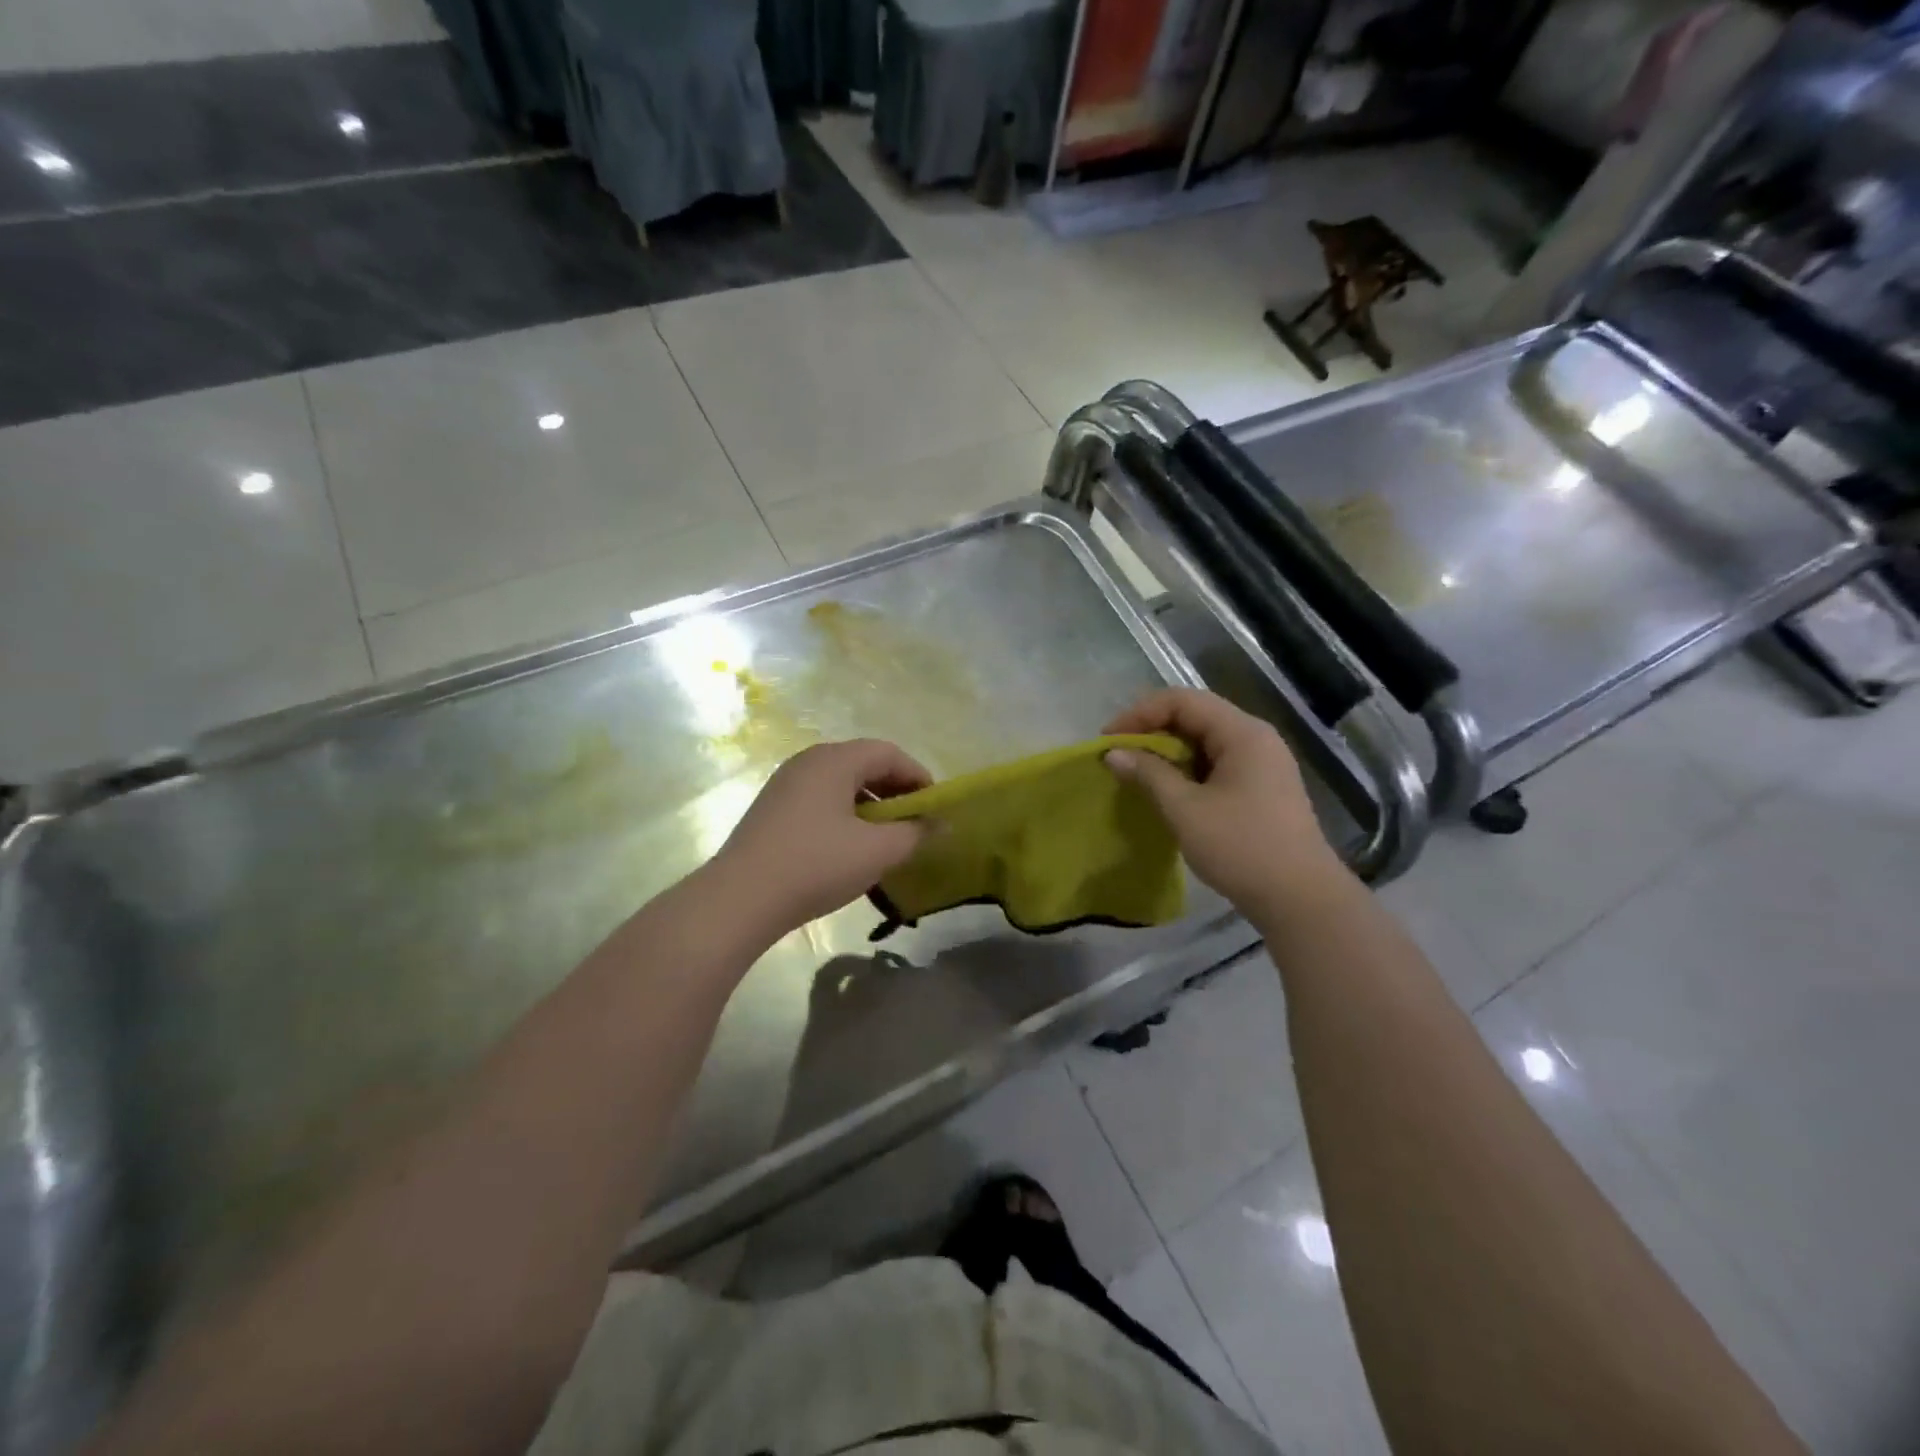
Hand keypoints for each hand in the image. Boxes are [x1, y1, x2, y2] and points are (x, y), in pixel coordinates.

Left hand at [714, 739, 932, 935]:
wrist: (740, 899)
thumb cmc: (816, 864)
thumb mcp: (877, 851)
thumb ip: (916, 833)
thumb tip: (941, 824)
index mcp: (834, 760)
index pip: (888, 752)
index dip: (918, 775)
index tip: (934, 807)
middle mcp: (808, 762)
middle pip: (863, 764)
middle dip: (895, 791)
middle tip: (914, 823)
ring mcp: (785, 785)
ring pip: (840, 784)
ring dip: (870, 805)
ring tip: (885, 838)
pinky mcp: (772, 810)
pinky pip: (820, 801)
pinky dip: (844, 815)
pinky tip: (850, 848)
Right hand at [1105, 689, 1347, 910]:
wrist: (1301, 900)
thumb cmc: (1241, 847)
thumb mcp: (1185, 809)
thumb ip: (1148, 774)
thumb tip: (1114, 753)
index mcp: (1242, 733)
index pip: (1182, 701)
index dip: (1140, 714)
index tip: (1109, 740)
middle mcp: (1255, 738)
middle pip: (1195, 716)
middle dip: (1151, 731)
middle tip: (1118, 756)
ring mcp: (1262, 763)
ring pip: (1204, 741)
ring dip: (1167, 752)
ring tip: (1136, 774)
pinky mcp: (1260, 788)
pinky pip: (1215, 764)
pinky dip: (1186, 770)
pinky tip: (1167, 791)